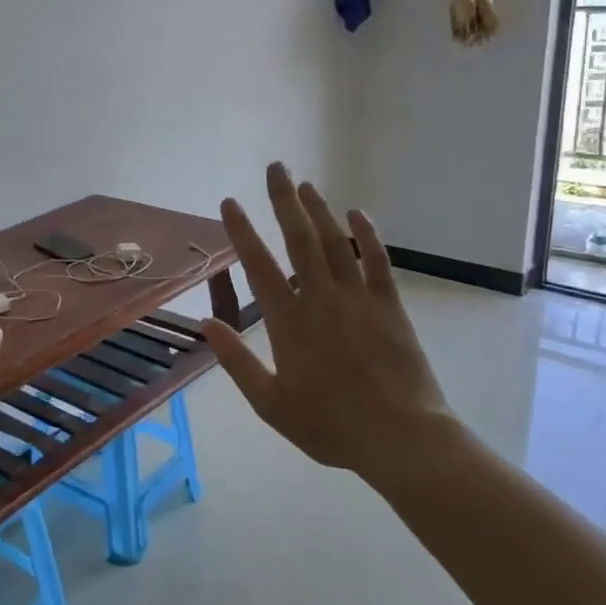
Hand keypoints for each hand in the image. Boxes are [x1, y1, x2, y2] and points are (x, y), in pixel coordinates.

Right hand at [203, 163, 462, 481]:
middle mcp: (321, 298)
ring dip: (319, 209)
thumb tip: (205, 324)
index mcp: (289, 321)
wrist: (400, 437)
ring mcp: (358, 297)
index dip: (242, 231)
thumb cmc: (330, 425)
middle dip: (284, 200)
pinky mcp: (389, 304)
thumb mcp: (270, 404)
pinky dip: (366, 234)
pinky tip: (358, 213)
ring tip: (305, 183)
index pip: (259, 265)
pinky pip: (377, 260)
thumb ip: (236, 362)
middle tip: (275, 167)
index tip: (230, 202)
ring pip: (334, 241)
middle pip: (299, 238)